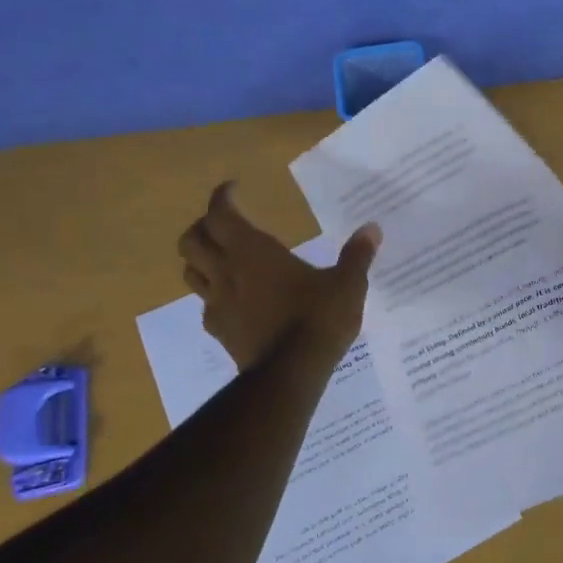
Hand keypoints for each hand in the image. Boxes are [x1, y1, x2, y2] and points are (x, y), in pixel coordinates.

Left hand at [178, 183, 380, 368]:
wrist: (290, 373)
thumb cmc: (317, 319)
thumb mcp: (347, 284)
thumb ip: (357, 255)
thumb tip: (373, 228)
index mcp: (253, 251)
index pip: (220, 214)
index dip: (223, 197)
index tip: (234, 189)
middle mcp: (227, 271)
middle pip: (192, 240)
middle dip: (204, 226)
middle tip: (225, 223)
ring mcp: (218, 303)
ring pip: (189, 272)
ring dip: (200, 259)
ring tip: (220, 257)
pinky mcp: (220, 331)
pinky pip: (205, 305)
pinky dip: (212, 295)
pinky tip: (232, 300)